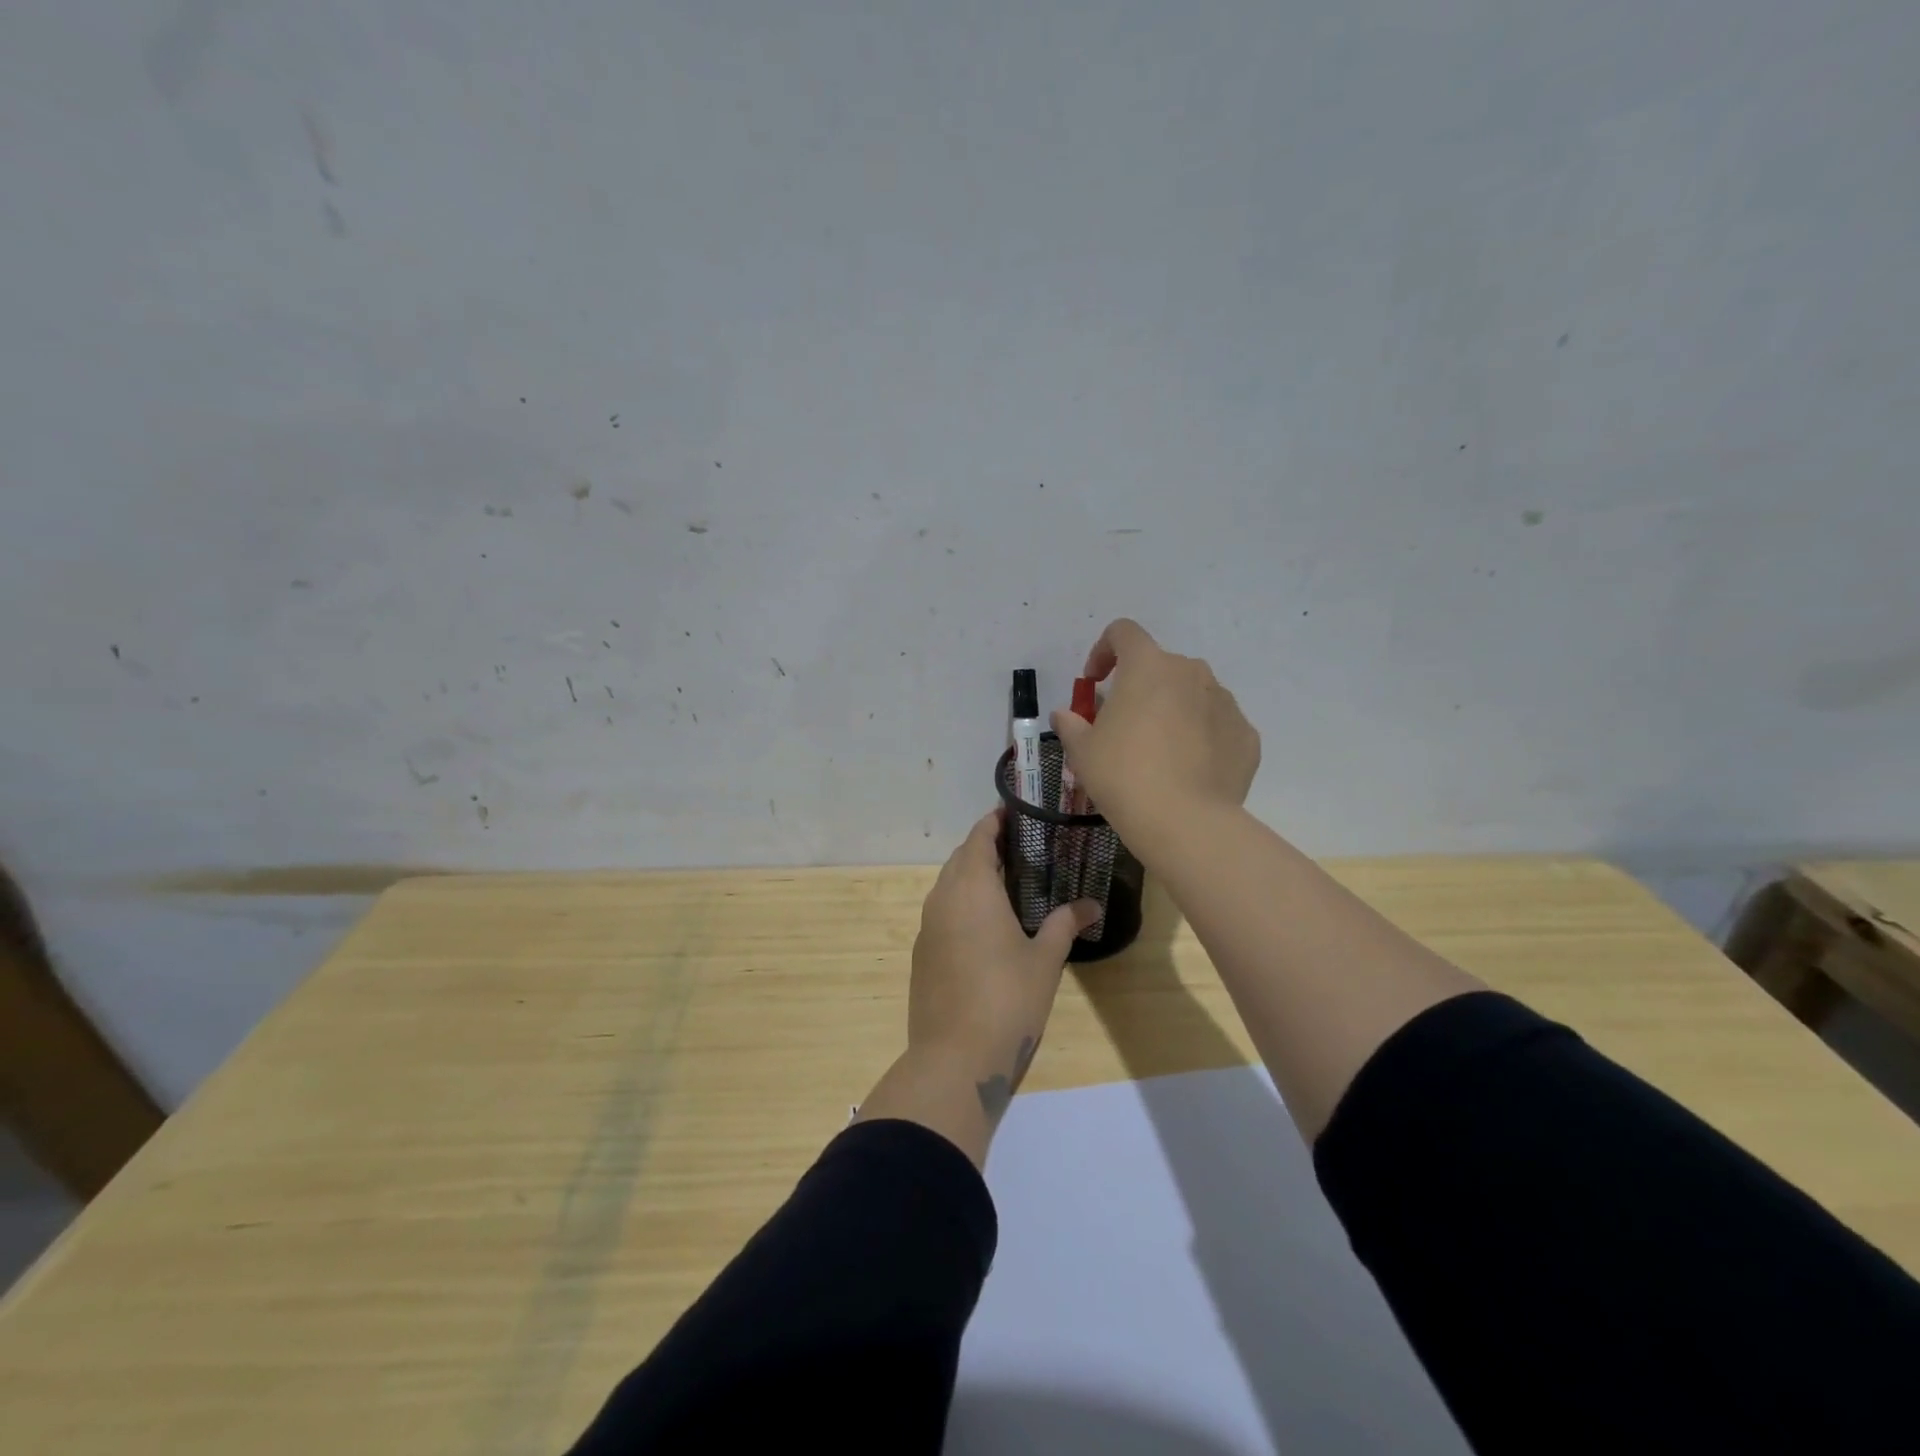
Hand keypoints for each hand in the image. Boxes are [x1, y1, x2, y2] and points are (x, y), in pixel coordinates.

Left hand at [909, 809, 1097, 1120]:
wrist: (954, 1058)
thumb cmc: (1007, 998)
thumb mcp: (1044, 960)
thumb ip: (1066, 924)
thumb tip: (1093, 905)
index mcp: (971, 888)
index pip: (979, 837)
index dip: (995, 821)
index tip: (1016, 812)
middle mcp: (942, 898)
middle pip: (961, 858)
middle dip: (986, 847)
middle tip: (1022, 848)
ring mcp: (927, 926)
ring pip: (949, 885)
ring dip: (972, 876)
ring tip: (1008, 883)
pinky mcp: (922, 953)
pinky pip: (942, 912)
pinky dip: (962, 904)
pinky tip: (986, 924)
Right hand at [1050, 618, 1260, 850]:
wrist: (1185, 821)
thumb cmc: (1123, 775)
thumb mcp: (1082, 751)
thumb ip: (1071, 724)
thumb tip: (1065, 715)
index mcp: (1148, 666)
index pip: (1124, 633)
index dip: (1104, 650)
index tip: (1095, 682)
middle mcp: (1191, 672)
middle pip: (1161, 666)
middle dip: (1141, 687)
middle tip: (1125, 724)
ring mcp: (1225, 702)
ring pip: (1193, 694)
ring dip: (1174, 710)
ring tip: (1161, 751)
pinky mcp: (1246, 734)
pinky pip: (1218, 725)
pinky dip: (1202, 737)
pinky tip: (1189, 770)